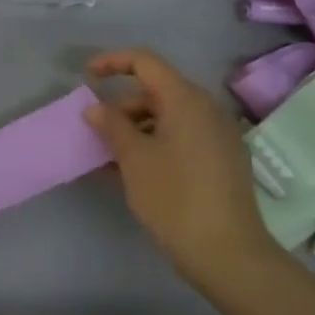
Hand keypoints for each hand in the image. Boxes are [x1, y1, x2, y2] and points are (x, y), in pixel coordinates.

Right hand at [84, 49, 281, 291]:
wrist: (228, 253)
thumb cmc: (175, 198)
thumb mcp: (134, 160)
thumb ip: (112, 126)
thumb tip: (95, 108)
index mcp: (186, 100)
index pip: (146, 62)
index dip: (113, 62)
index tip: (86, 75)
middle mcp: (206, 110)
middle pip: (157, 92)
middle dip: (122, 106)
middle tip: (95, 131)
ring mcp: (218, 136)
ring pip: (168, 118)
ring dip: (135, 130)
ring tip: (108, 158)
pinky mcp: (222, 161)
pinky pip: (181, 139)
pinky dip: (154, 146)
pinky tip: (132, 173)